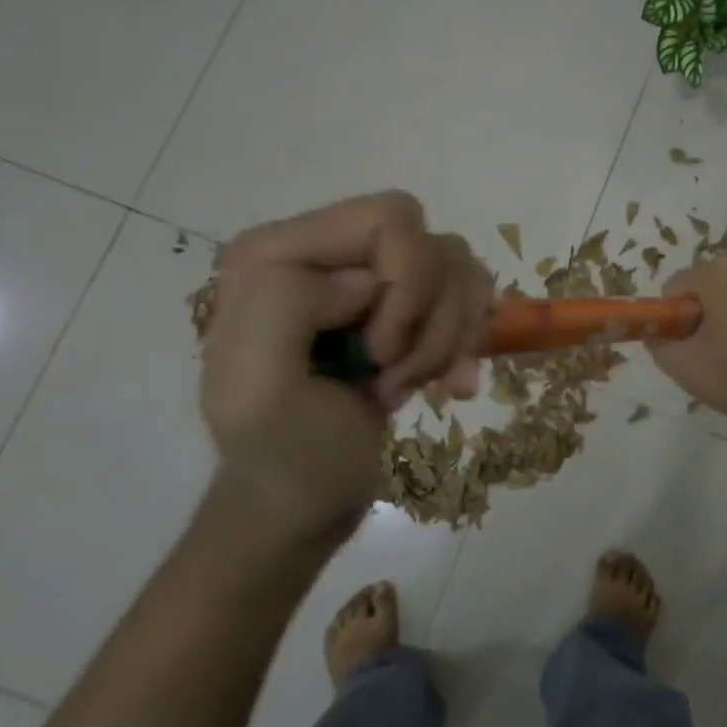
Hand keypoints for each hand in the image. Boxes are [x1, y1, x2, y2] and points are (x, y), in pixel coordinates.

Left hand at [198, 192, 492, 545]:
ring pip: (458, 270)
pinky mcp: (404, 308)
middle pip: (431, 244)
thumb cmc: (282, 459)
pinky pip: (468, 298)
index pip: (389, 220)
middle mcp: (328, 252)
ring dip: (446, 338)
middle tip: (391, 371)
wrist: (302, 506)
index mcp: (279, 253)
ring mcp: (371, 279)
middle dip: (430, 317)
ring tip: (404, 384)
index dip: (407, 286)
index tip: (379, 353)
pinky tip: (445, 385)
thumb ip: (285, 305)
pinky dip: (463, 346)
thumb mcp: (258, 391)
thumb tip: (366, 279)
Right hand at [646, 257, 726, 442]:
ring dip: (716, 315)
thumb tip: (653, 331)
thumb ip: (655, 340)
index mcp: (720, 272)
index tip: (686, 344)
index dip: (672, 316)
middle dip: (695, 312)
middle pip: (699, 285)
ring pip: (722, 293)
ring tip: (725, 350)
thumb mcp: (679, 363)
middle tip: (704, 348)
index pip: (674, 286)